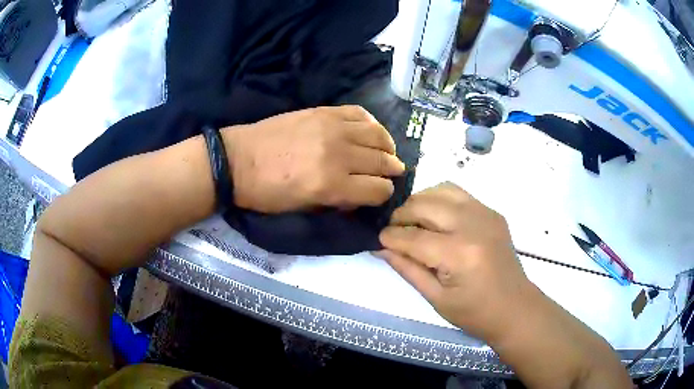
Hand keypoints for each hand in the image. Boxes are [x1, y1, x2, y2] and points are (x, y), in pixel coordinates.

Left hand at [222, 106, 404, 212]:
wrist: (238, 160)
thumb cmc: (267, 193)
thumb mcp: (303, 209)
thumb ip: (338, 202)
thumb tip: (361, 195)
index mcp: (332, 185)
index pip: (379, 189)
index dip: (383, 194)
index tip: (379, 194)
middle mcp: (339, 154)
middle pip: (383, 161)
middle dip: (391, 170)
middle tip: (391, 172)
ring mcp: (332, 128)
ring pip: (378, 135)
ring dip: (387, 146)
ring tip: (385, 151)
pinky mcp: (323, 111)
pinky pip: (359, 113)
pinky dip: (371, 123)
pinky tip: (370, 131)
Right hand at [378, 182, 532, 341]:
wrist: (515, 308)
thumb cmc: (475, 313)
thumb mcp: (436, 298)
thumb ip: (407, 269)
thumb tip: (381, 247)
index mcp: (459, 254)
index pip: (413, 237)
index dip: (389, 238)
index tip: (377, 240)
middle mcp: (473, 225)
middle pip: (424, 205)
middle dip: (401, 216)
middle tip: (392, 231)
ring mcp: (486, 214)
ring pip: (441, 190)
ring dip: (420, 202)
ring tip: (412, 220)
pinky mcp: (492, 212)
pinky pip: (458, 194)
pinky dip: (440, 199)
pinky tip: (435, 218)